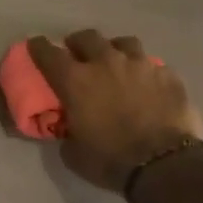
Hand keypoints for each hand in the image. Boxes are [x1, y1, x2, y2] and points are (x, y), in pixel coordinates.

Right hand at [27, 31, 202, 193]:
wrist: (164, 165)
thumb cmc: (111, 160)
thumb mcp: (73, 153)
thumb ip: (67, 131)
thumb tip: (69, 126)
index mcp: (76, 81)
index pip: (49, 54)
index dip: (40, 48)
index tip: (36, 44)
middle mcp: (106, 63)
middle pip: (87, 38)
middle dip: (77, 43)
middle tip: (76, 53)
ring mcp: (140, 64)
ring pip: (123, 43)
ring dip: (113, 49)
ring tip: (115, 61)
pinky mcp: (167, 74)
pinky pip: (151, 64)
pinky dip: (143, 71)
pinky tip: (146, 84)